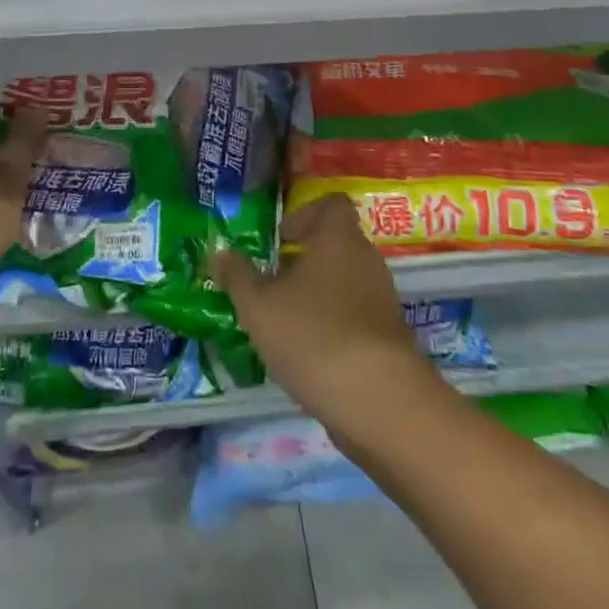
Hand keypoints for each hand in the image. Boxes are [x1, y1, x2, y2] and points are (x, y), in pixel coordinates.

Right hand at [212, 194, 443, 440]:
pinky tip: (308, 354)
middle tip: (270, 283)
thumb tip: (218, 252)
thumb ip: (237, 276)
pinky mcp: (389, 338)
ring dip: (316, 296)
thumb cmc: (314, 335)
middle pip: (335, 244)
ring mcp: (382, 300)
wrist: (381, 404)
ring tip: (283, 322)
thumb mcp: (258, 306)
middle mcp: (366, 259)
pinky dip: (333, 326)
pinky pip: (356, 316)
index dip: (303, 215)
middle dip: (303, 261)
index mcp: (338, 237)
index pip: (331, 204)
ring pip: (344, 282)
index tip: (278, 241)